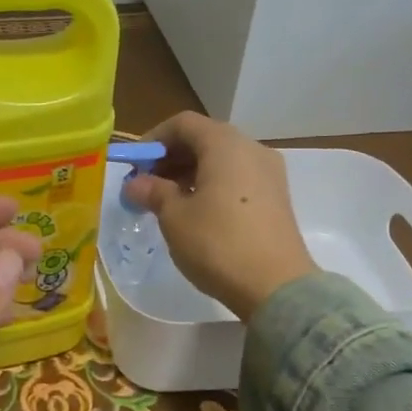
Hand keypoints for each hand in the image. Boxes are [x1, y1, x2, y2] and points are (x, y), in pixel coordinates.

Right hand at [125, 112, 316, 319]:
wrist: (275, 287)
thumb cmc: (218, 243)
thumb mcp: (175, 217)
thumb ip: (153, 192)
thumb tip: (135, 184)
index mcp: (225, 144)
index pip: (183, 124)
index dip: (153, 140)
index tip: (134, 166)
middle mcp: (251, 148)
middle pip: (204, 139)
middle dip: (171, 158)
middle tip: (146, 186)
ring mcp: (269, 173)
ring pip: (222, 160)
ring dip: (190, 173)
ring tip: (167, 202)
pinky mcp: (277, 198)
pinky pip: (238, 178)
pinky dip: (213, 186)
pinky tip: (196, 213)